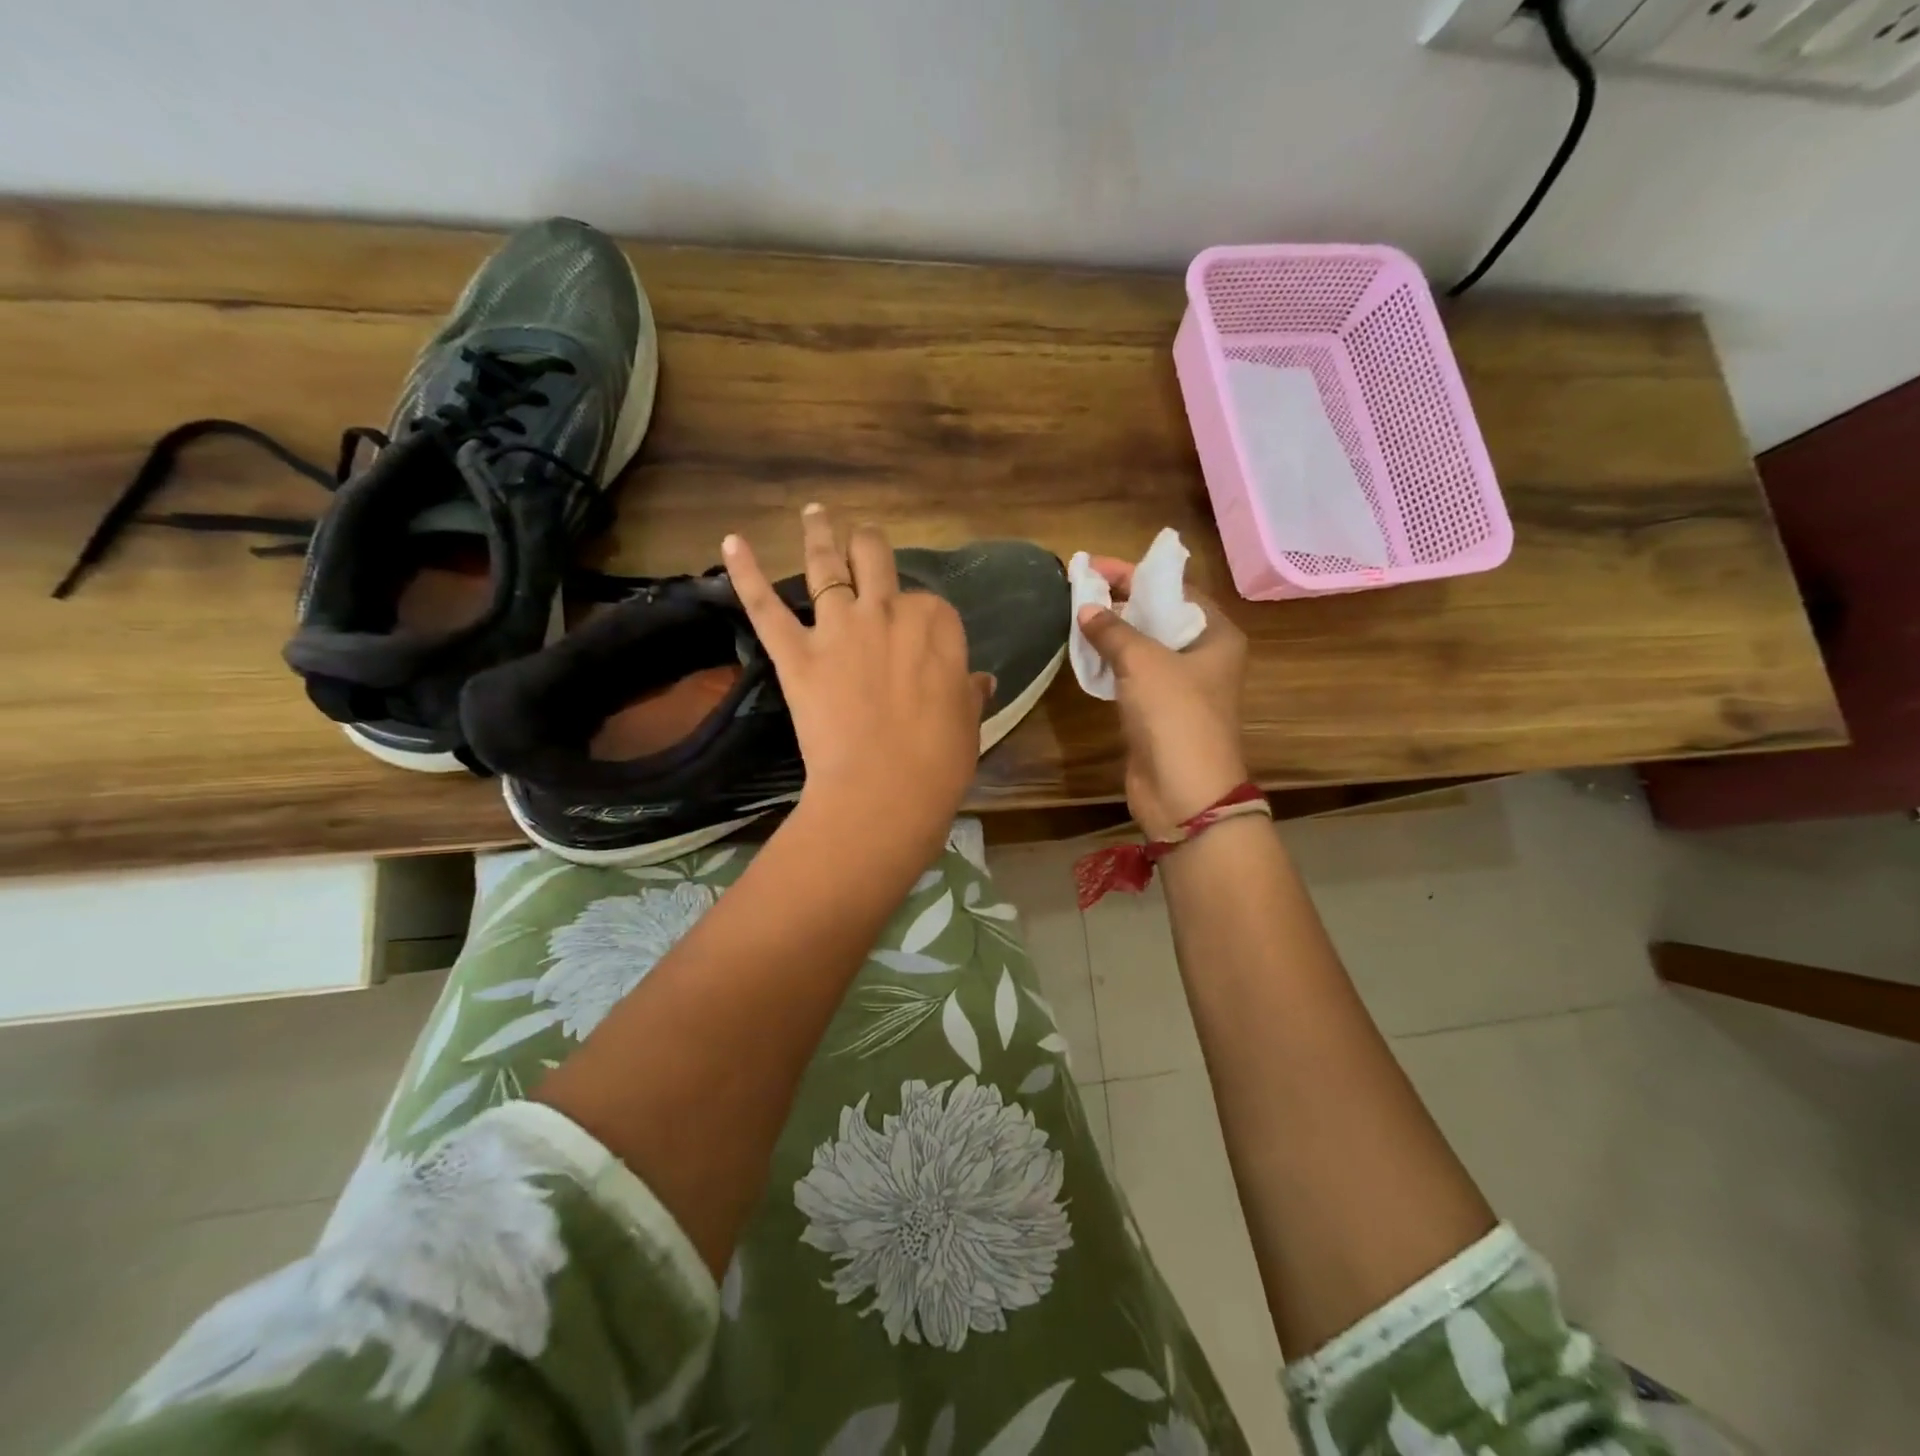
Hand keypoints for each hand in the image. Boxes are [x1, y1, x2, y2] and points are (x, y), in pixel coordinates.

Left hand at [723, 505, 992, 865]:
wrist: (884, 791)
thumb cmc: (938, 763)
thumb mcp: (968, 724)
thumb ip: (969, 694)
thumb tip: (981, 682)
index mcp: (936, 626)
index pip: (929, 604)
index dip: (921, 617)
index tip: (917, 639)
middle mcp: (887, 612)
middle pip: (876, 560)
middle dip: (869, 546)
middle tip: (862, 542)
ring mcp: (839, 628)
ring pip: (826, 566)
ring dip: (819, 534)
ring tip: (814, 513)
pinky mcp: (796, 654)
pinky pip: (766, 607)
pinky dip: (747, 573)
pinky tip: (733, 541)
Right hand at [1077, 557, 1250, 838]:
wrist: (1184, 792)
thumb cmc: (1175, 716)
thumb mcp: (1144, 662)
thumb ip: (1113, 630)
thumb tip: (1086, 609)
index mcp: (1216, 635)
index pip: (1175, 589)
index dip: (1135, 574)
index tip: (1094, 565)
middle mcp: (1203, 656)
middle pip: (1159, 616)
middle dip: (1121, 600)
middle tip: (1081, 586)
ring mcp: (1181, 686)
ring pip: (1144, 647)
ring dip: (1113, 632)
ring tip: (1076, 613)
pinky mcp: (1158, 712)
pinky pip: (1133, 676)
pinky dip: (1111, 662)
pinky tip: (1085, 652)